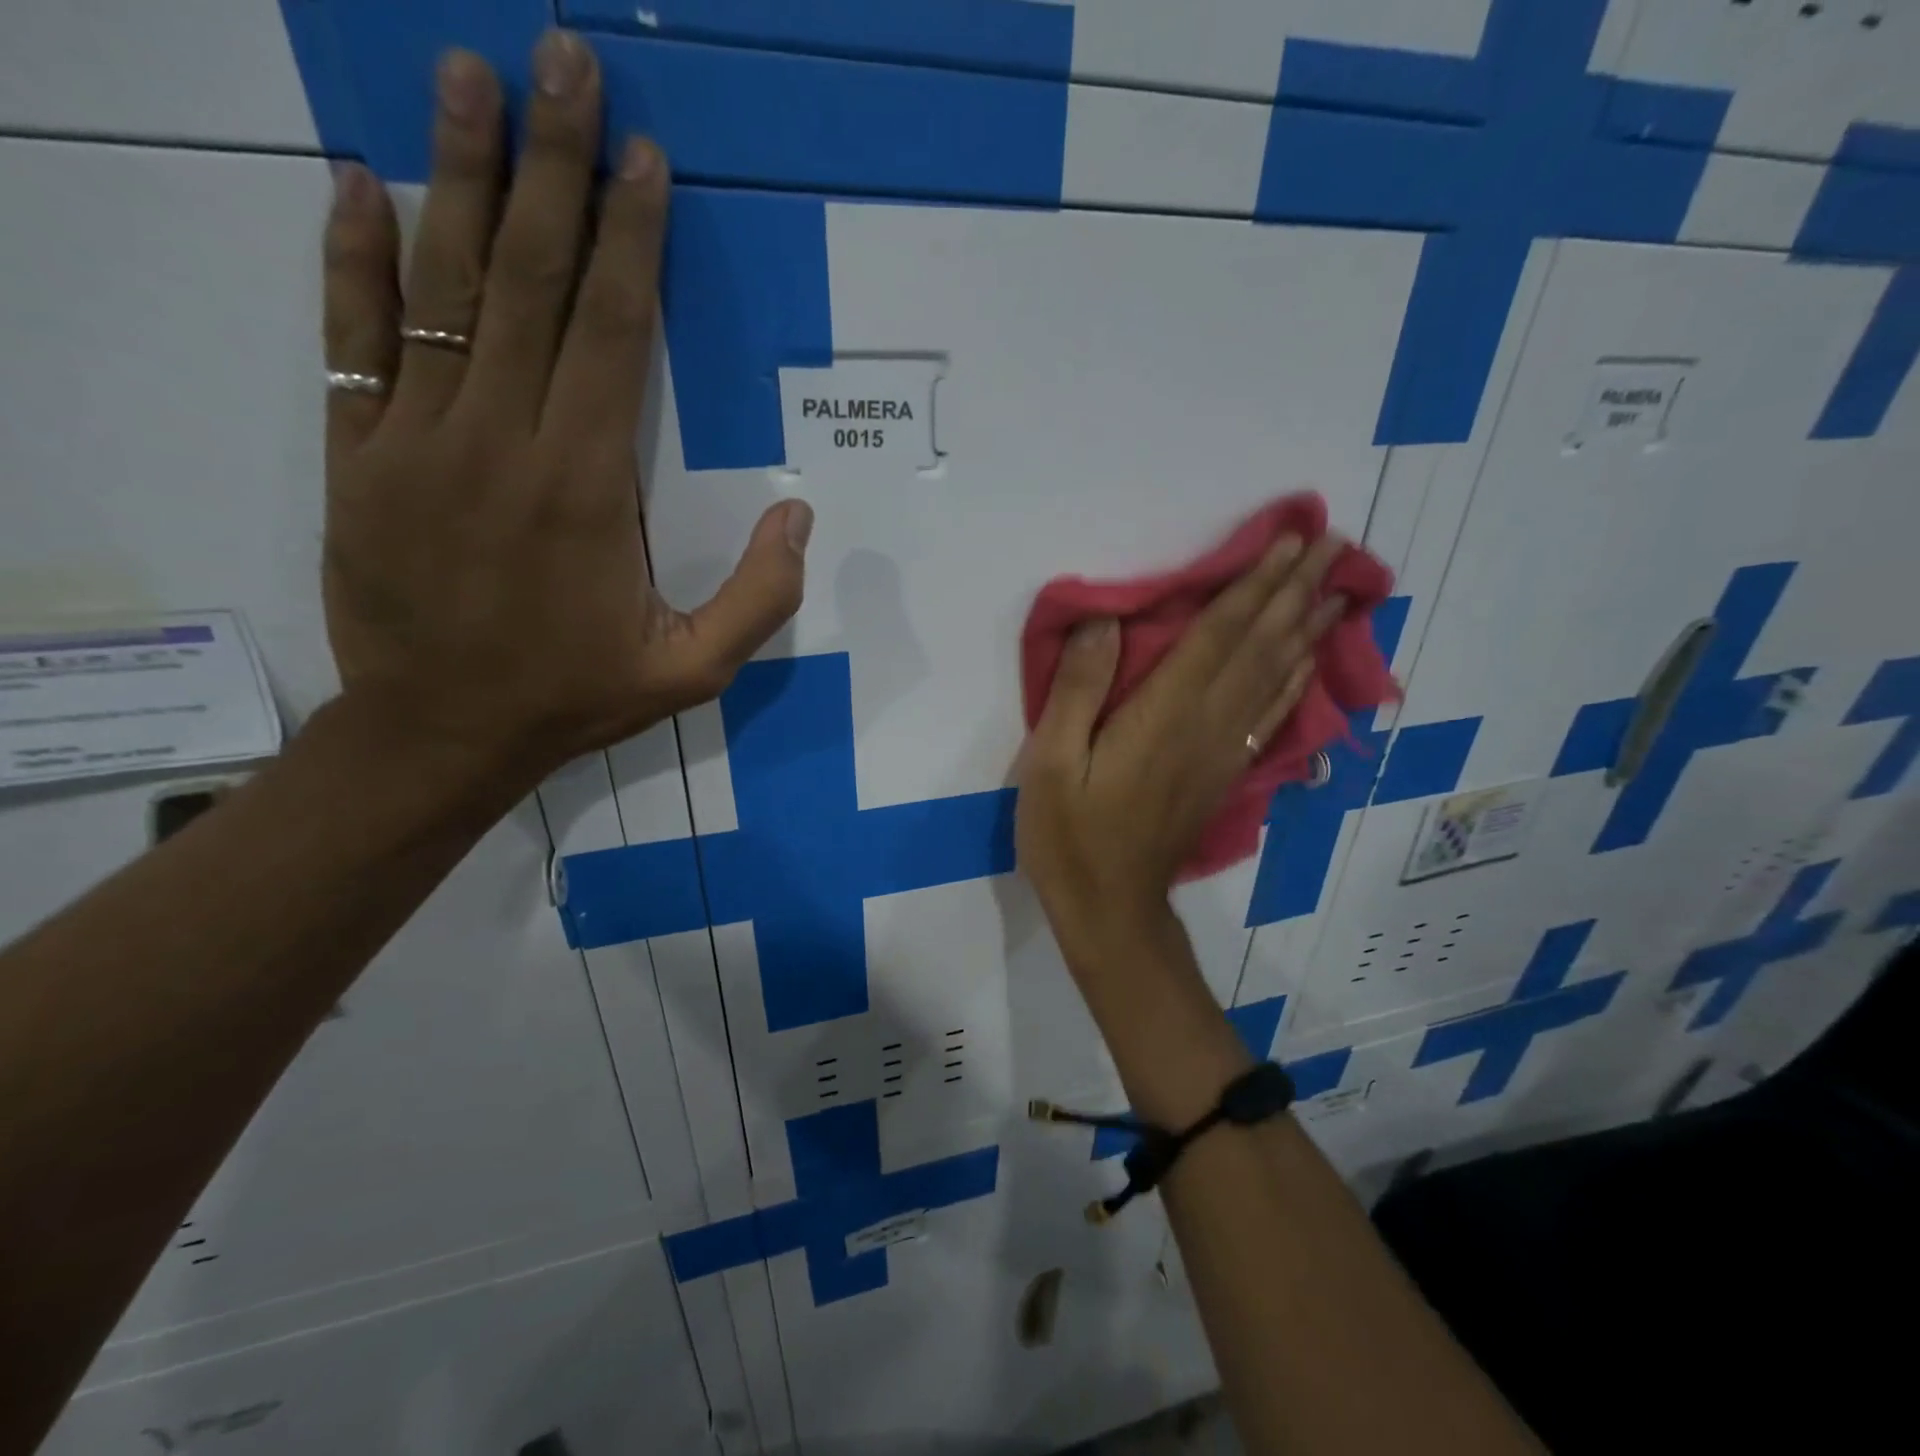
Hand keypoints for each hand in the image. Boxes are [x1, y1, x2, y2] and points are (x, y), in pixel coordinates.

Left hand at [319, 33, 809, 788]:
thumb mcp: (694, 671)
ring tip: (466, 72)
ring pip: (441, 286)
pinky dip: (353, 257)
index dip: (633, 240)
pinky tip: (361, 184)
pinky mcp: (357, 456)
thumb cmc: (576, 696)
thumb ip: (758, 597)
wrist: (441, 733)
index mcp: (589, 487)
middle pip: (532, 280)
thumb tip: (800, 514)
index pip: (614, 333)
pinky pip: (354, 338)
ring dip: (458, 173)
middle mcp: (502, 441)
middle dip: (555, 165)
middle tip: (562, 55)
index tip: (644, 155)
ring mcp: (418, 440)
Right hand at [1017, 533, 1345, 952]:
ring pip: (1275, 678)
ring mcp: (1223, 752)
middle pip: (1259, 648)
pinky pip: (1271, 716)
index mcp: (1162, 716)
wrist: (1110, 908)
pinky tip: (1307, 662)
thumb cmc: (1069, 835)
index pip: (1217, 636)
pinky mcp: (1225, 773)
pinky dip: (1295, 681)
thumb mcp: (1050, 763)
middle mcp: (1205, 726)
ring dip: (1305, 629)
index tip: (1290, 540)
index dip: (1253, 585)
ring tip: (1336, 590)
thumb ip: (1079, 691)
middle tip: (1332, 544)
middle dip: (1294, 592)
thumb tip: (1105, 621)